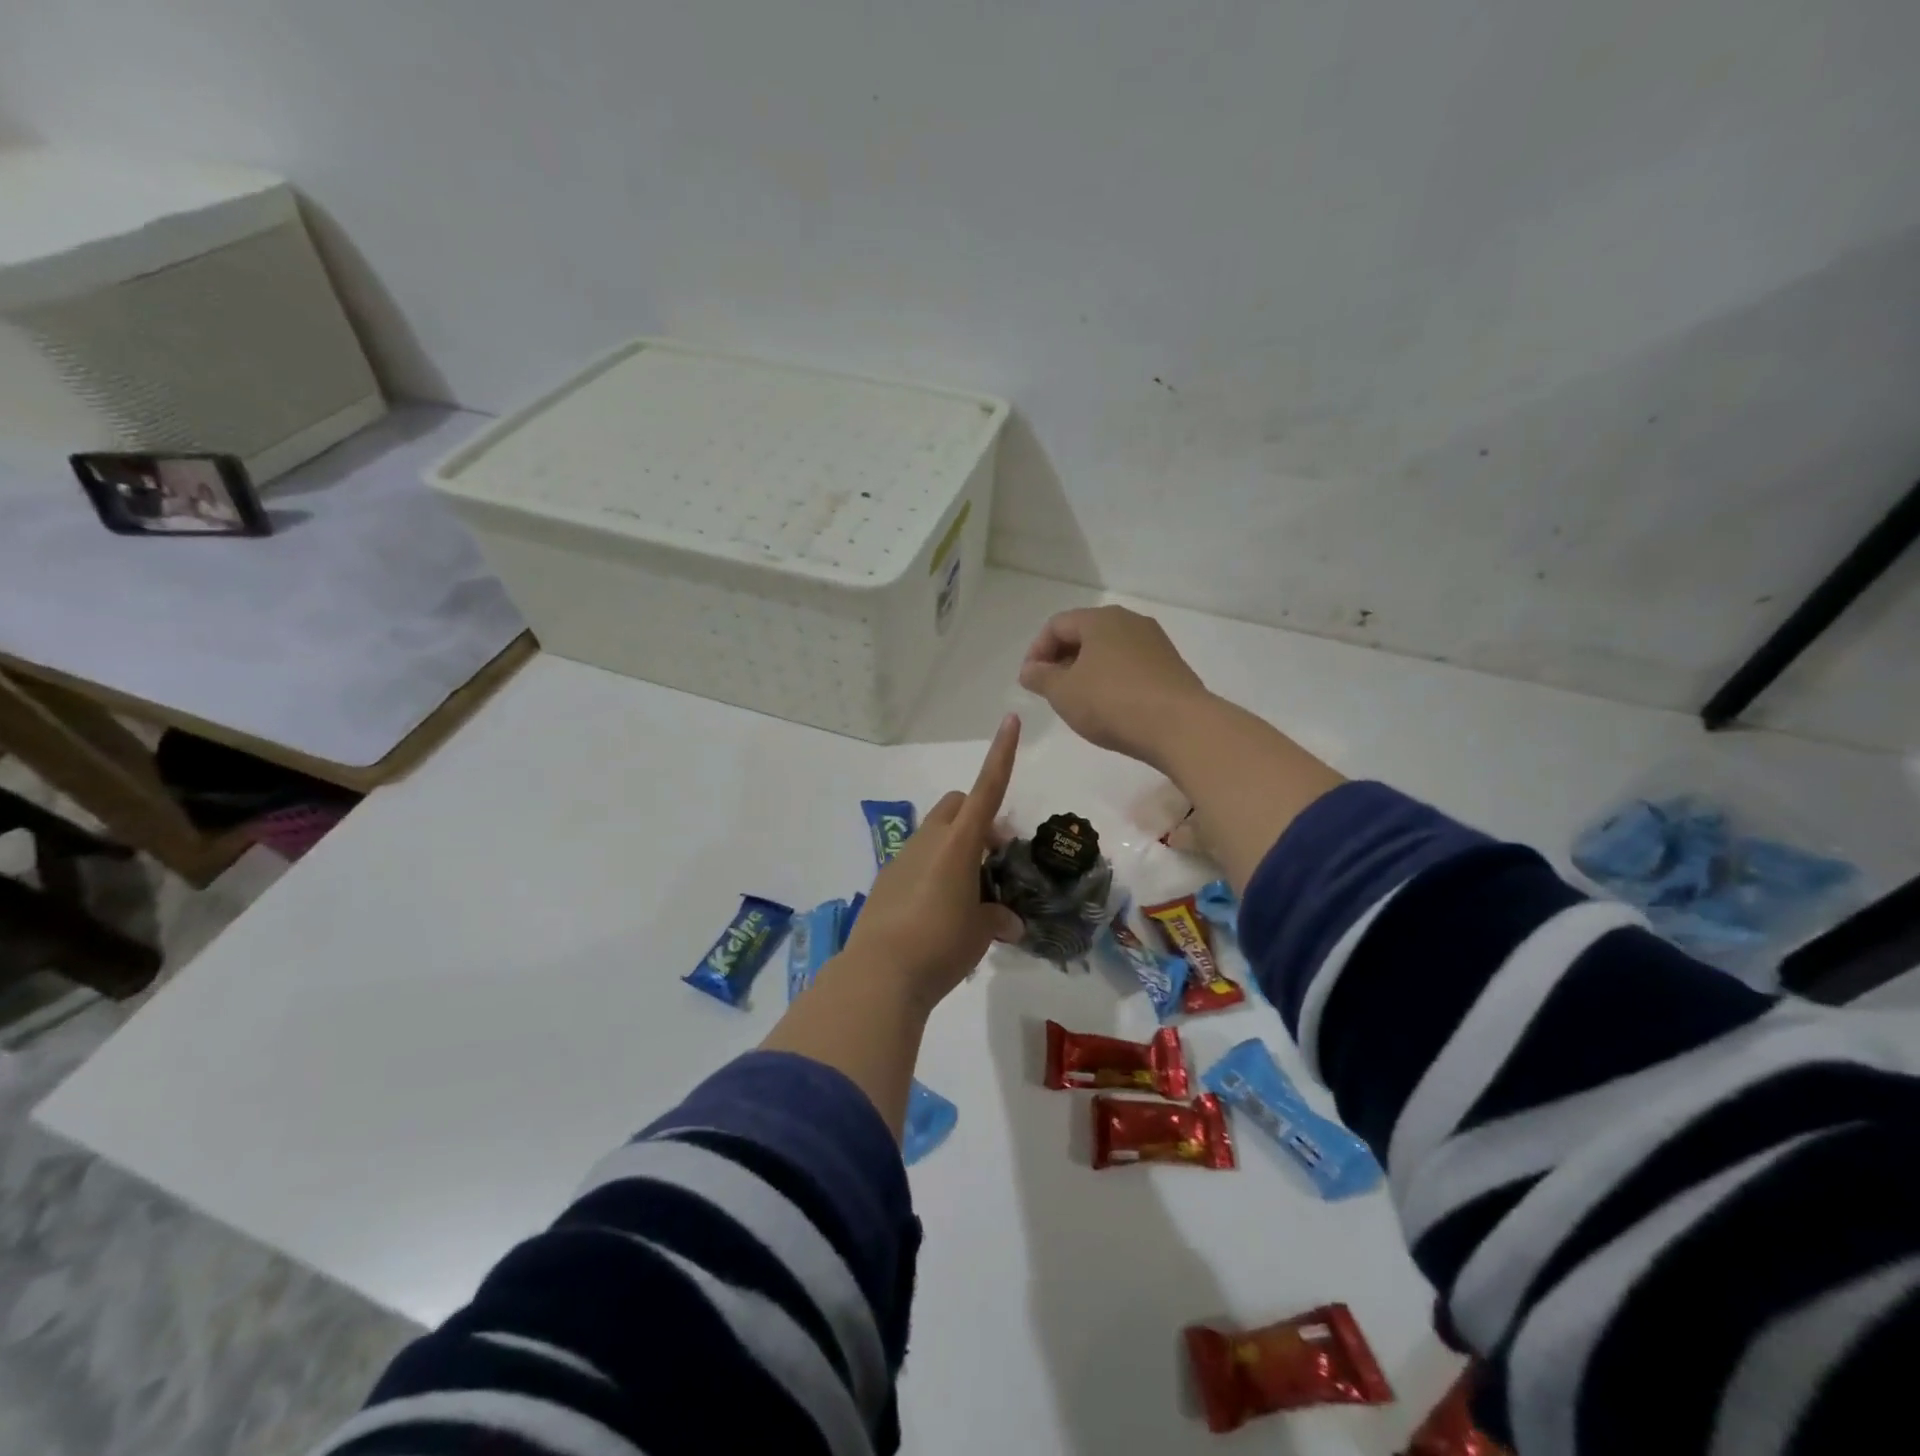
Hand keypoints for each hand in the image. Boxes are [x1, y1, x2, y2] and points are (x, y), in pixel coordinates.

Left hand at [838, 714, 1025, 1011]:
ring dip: (957, 847)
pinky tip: (940, 911)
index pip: (987, 789)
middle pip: (958, 805)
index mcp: (959, 843)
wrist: (879, 974)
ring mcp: (903, 859)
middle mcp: (929, 840)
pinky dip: (935, 870)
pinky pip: (917, 860)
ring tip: (970, 894)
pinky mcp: (886, 881)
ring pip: (936, 833)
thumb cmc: (941, 945)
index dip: (1002, 755)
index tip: (1010, 721)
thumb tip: (1008, 921)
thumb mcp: (981, 933)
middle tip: (994, 858)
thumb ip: (997, 918)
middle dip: (979, 818)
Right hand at [1018, 606, 1211, 766]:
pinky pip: (1130, 665)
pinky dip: (1111, 679)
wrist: (1180, 726)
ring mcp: (1154, 642)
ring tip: (1078, 701)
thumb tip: (1029, 670)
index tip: (1029, 681)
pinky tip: (1109, 706)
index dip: (1036, 651)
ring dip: (1086, 671)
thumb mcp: (1063, 692)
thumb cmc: (1112, 702)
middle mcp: (1129, 621)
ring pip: (1108, 650)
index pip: (1057, 625)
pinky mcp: (1170, 666)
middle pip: (1084, 634)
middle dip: (1061, 660)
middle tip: (1050, 691)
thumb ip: (1040, 678)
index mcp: (1100, 619)